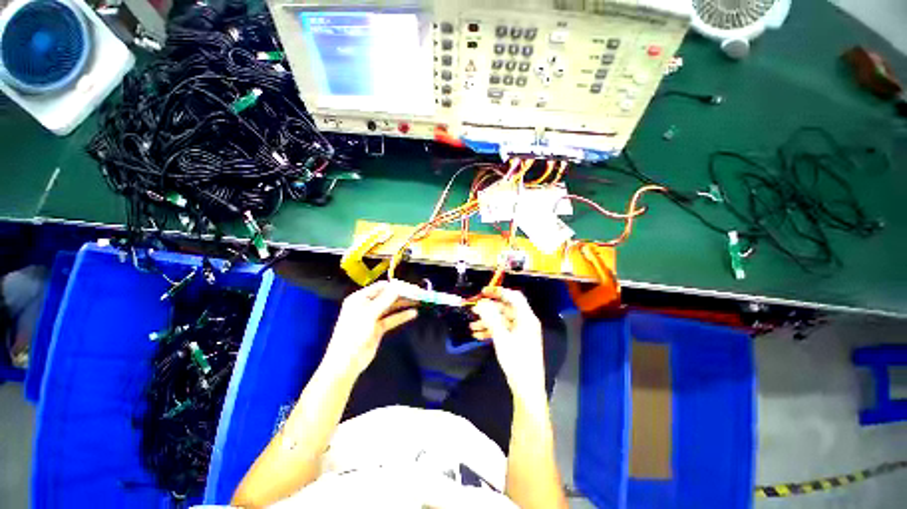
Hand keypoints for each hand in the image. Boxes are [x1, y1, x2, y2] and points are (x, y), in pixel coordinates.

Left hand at [323, 281, 418, 377]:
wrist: (346, 362)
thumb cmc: (354, 333)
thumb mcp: (370, 313)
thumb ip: (385, 299)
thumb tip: (398, 286)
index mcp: (359, 298)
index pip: (380, 287)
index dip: (395, 286)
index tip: (410, 286)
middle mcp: (366, 305)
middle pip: (387, 296)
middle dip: (401, 295)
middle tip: (417, 294)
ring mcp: (372, 317)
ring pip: (390, 307)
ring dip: (403, 304)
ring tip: (418, 301)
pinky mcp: (378, 328)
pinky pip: (391, 319)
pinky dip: (401, 316)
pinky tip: (412, 313)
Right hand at [470, 288, 545, 403]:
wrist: (526, 387)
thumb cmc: (516, 361)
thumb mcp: (501, 337)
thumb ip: (491, 318)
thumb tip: (481, 303)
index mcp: (526, 318)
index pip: (514, 297)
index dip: (499, 291)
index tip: (483, 292)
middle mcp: (525, 322)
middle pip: (505, 308)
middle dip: (489, 309)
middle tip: (474, 309)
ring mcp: (521, 332)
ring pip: (502, 320)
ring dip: (487, 321)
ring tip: (472, 325)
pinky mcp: (516, 341)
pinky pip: (502, 330)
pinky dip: (491, 330)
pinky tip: (478, 335)